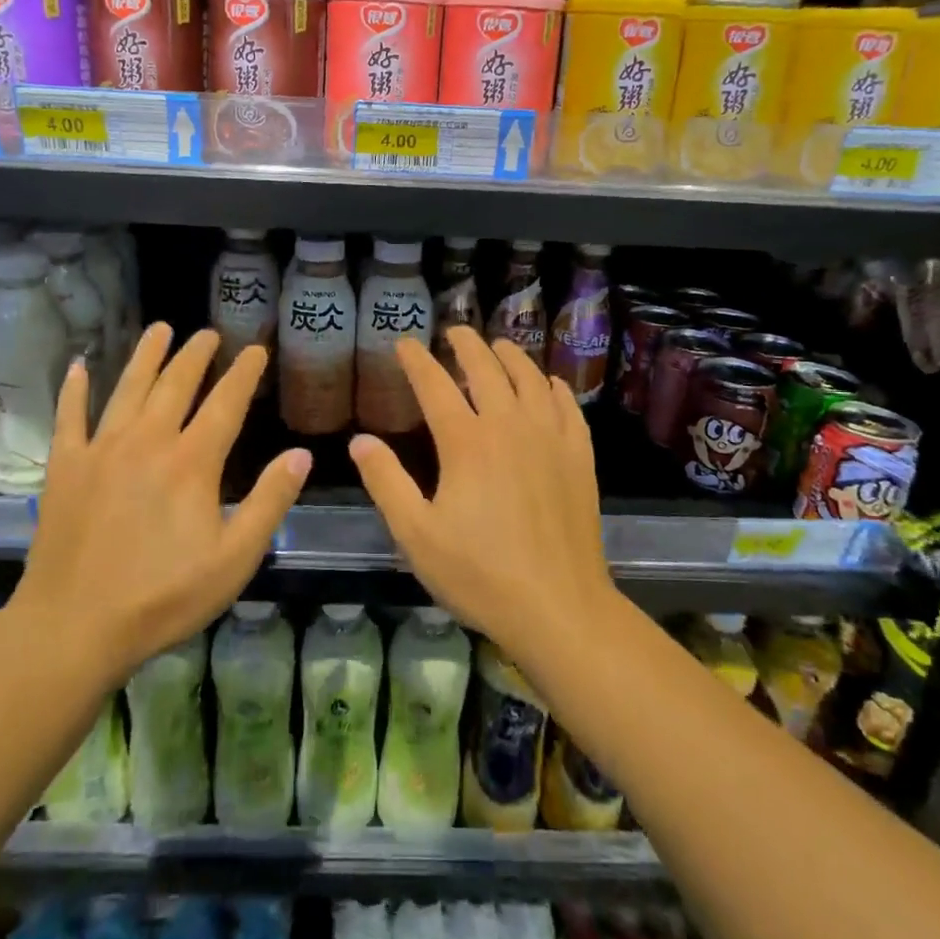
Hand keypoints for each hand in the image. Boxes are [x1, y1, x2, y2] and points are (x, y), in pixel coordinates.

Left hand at [11, 324, 311, 682]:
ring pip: (128, 389)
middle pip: (176, 385)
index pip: (226, 404)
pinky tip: (79, 367)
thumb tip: (301, 454)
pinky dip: (75, 390)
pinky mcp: (65, 468)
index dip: (244, 373)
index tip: (256, 349)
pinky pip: (69, 418)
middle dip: (196, 355)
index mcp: (192, 462)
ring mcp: (100, 451)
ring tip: (160, 329)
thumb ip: (270, 502)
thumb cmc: (163, 597)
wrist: (73, 627)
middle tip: (208, 333)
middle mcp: (147, 442)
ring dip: (146, 356)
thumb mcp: (235, 558)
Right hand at [347, 326, 616, 669]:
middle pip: (487, 368)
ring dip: (511, 356)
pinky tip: (548, 384)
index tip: (404, 343)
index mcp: (466, 442)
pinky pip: (566, 405)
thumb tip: (360, 441)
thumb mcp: (416, 534)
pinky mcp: (579, 455)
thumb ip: (386, 482)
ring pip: (530, 378)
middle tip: (454, 332)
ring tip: (499, 347)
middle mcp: (510, 426)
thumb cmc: (479, 573)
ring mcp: (550, 437)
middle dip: (467, 344)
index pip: (435, 385)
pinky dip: (552, 386)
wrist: (558, 606)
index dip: (417, 360)